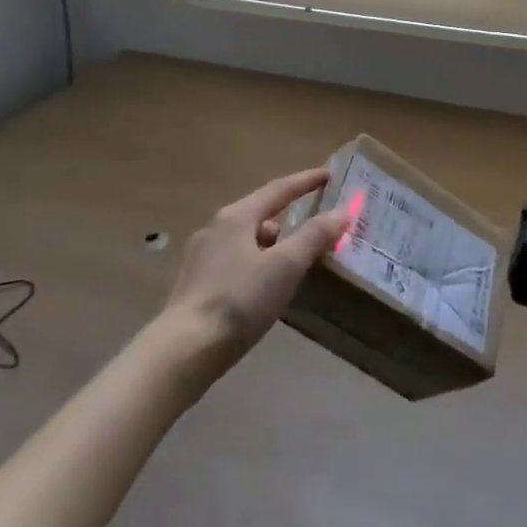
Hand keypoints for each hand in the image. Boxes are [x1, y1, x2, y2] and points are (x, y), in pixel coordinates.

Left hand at [162, 167, 350, 367]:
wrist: (183, 351)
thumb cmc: (239, 301)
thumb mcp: (285, 267)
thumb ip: (314, 236)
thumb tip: (343, 210)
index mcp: (237, 217)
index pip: (279, 189)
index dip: (306, 181)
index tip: (329, 174)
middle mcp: (216, 229)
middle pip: (260, 213)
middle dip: (289, 216)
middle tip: (315, 225)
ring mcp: (202, 257)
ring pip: (247, 240)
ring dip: (273, 244)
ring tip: (295, 261)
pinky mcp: (197, 285)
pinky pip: (236, 262)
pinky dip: (258, 264)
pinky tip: (265, 287)